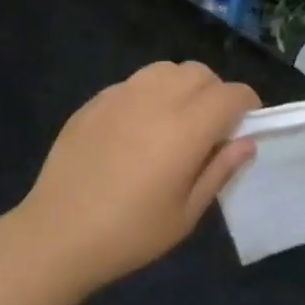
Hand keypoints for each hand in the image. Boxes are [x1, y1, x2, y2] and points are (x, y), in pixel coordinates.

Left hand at [17, 61, 260, 291]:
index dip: (247, 104)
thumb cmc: (130, 234)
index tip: (247, 123)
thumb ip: (219, 171)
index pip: (231, 94)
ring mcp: (120, 96)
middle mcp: (156, 100)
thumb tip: (246, 142)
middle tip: (211, 126)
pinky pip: (133, 83)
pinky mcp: (94, 102)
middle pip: (199, 73)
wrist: (57, 235)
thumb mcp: (186, 214)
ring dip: (181, 86)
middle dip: (215, 92)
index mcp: (186, 129)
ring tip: (175, 119)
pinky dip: (148, 94)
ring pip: (165, 69)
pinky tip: (137, 128)